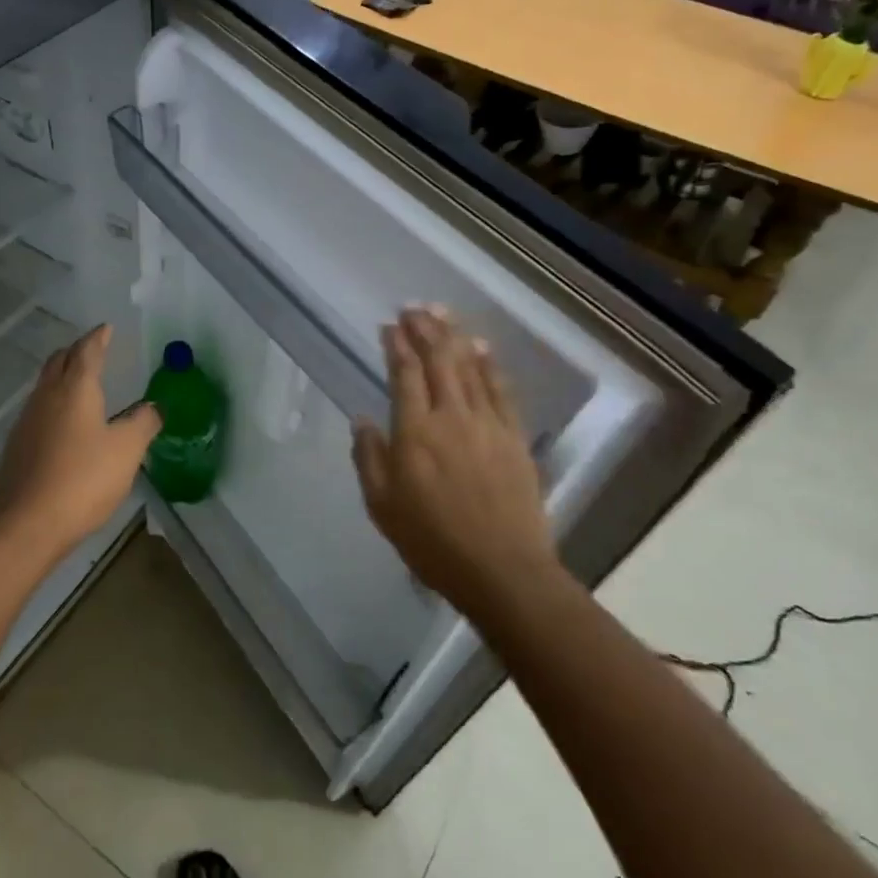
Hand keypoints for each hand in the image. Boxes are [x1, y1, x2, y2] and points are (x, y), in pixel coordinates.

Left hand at [0, 325, 159, 565]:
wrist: (26, 525)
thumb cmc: (83, 479)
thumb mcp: (127, 450)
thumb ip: (143, 423)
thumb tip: (153, 406)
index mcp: (75, 389)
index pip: (87, 351)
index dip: (98, 338)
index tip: (106, 328)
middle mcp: (46, 396)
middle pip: (59, 362)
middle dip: (76, 351)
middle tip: (93, 350)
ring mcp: (27, 421)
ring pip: (45, 385)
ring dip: (62, 376)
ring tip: (80, 383)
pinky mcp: (17, 446)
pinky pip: (38, 410)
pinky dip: (54, 403)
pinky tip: (64, 423)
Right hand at [351, 306, 555, 622]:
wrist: (502, 570)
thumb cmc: (432, 541)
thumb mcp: (382, 506)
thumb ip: (369, 458)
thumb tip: (363, 420)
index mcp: (415, 433)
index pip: (405, 375)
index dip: (396, 346)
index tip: (389, 325)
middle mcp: (451, 417)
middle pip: (438, 360)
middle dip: (424, 329)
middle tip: (414, 307)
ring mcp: (487, 424)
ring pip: (469, 367)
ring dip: (454, 336)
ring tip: (442, 313)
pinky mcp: (514, 437)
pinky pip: (500, 389)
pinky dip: (489, 364)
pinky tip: (481, 347)